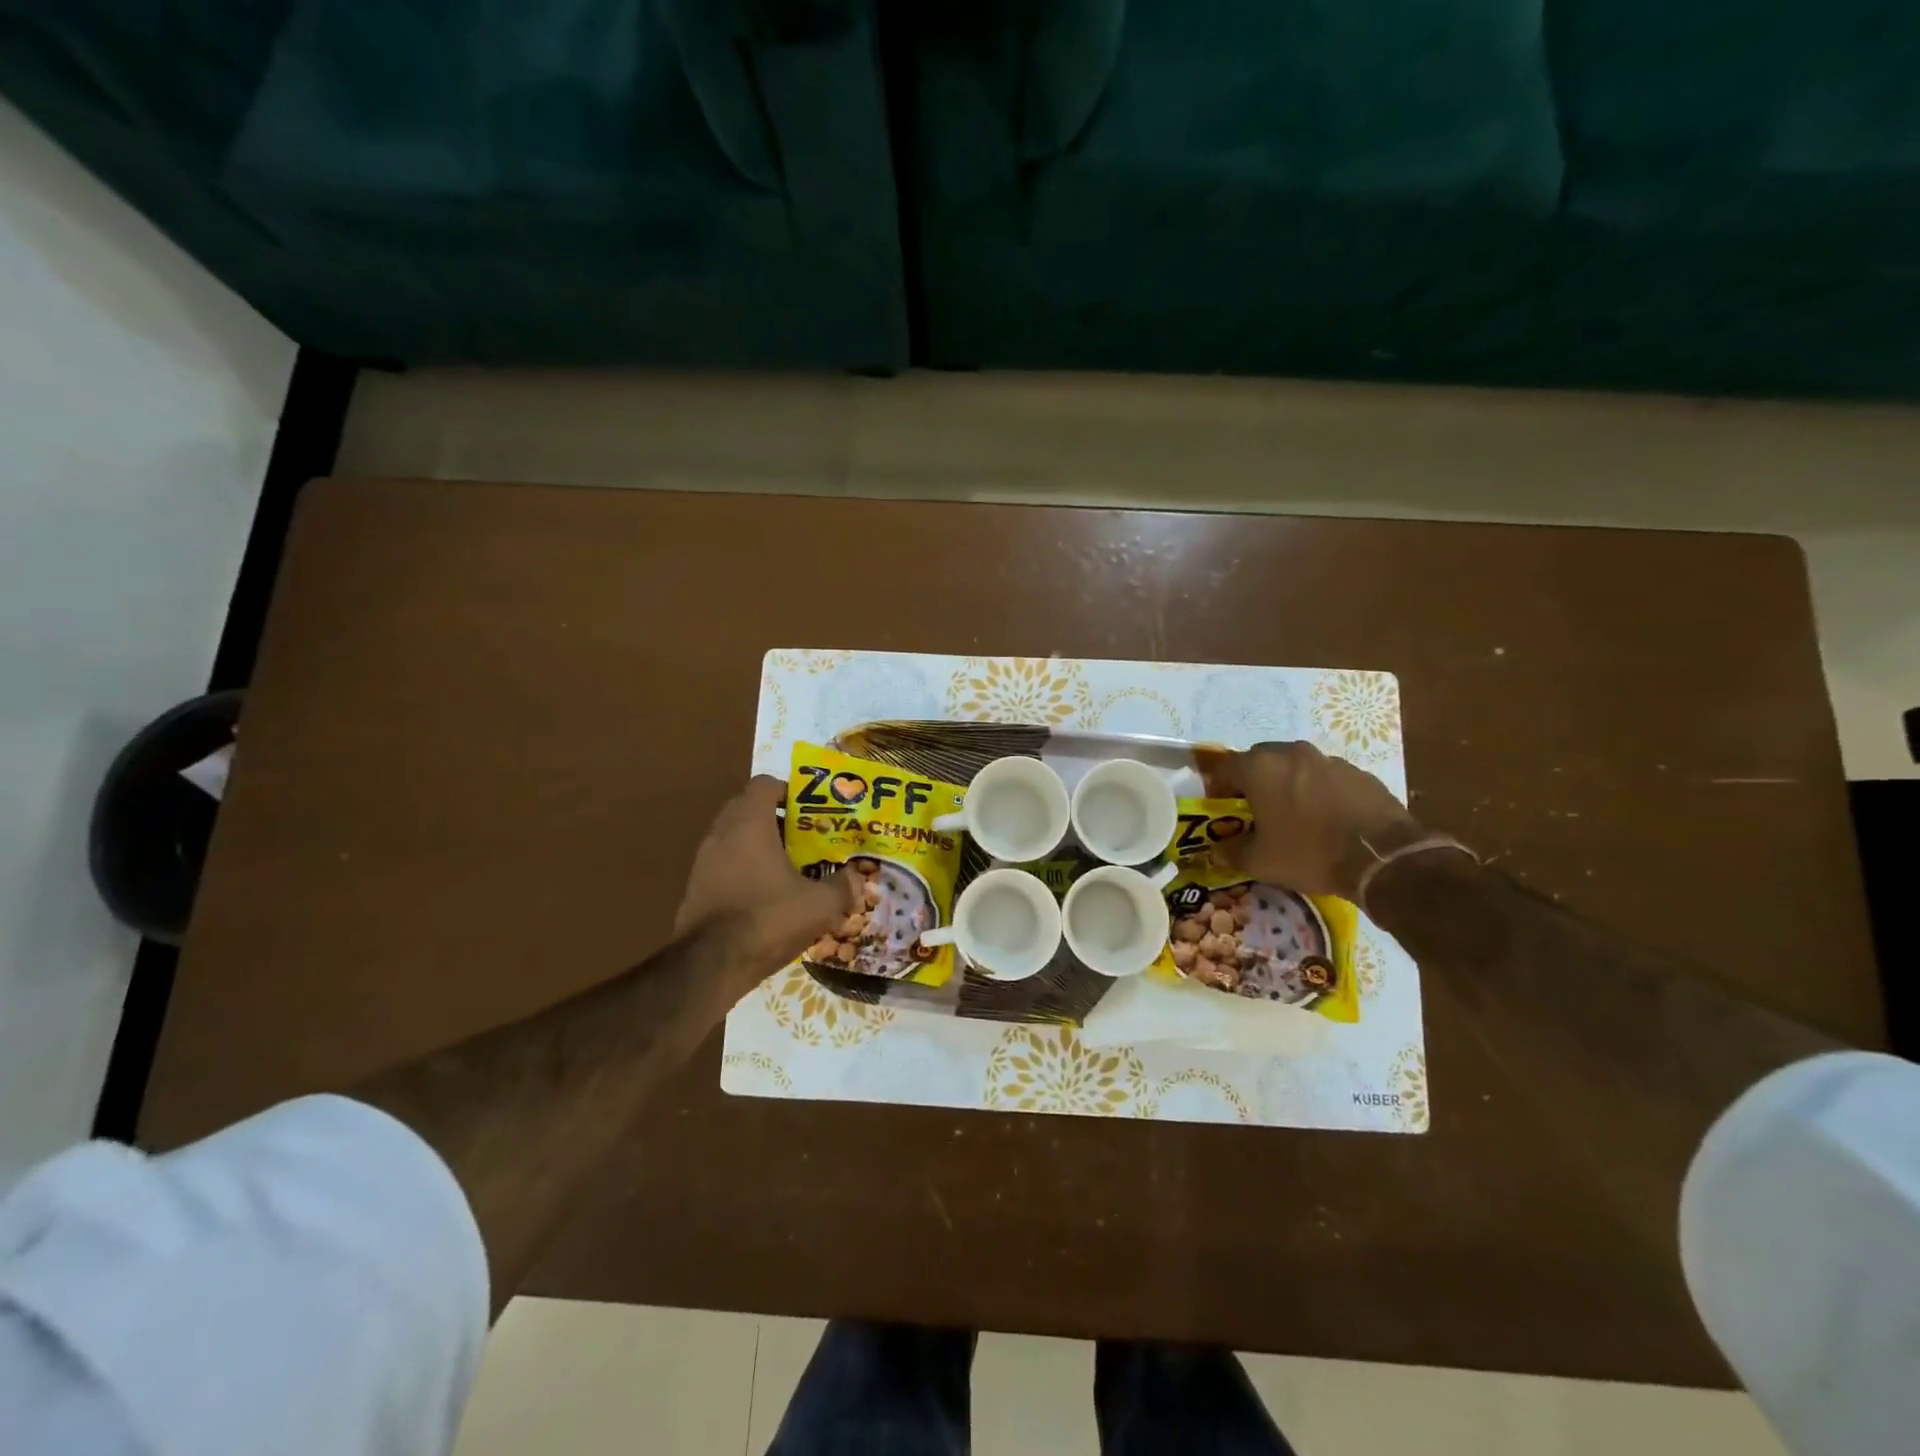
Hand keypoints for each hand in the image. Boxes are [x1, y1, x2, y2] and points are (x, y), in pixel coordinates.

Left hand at [675, 776, 855, 983]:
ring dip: (758, 844)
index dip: (789, 790)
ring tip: (788, 866)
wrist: (709, 966)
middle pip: (747, 808)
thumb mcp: (820, 905)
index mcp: (749, 824)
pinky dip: (743, 869)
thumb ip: (842, 887)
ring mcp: (703, 862)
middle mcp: (721, 834)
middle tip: (804, 836)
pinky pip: (723, 865)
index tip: (811, 809)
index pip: (764, 784)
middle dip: (776, 817)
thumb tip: (857, 879)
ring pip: (733, 837)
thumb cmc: (767, 919)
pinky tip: (766, 895)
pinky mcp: (695, 888)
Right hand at [1213, 741, 1426, 900]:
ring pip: (1296, 766)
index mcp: (1260, 768)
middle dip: (1253, 781)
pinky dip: (1319, 791)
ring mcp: (1329, 760)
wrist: (1382, 857)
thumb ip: (1232, 852)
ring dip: (1288, 784)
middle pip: (1260, 760)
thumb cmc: (1309, 853)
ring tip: (1293, 815)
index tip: (1222, 808)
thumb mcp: (1260, 861)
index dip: (1218, 787)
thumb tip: (1216, 851)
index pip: (1225, 767)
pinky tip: (1326, 818)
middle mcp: (1292, 753)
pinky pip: (1326, 777)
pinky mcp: (1359, 773)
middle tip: (1255, 809)